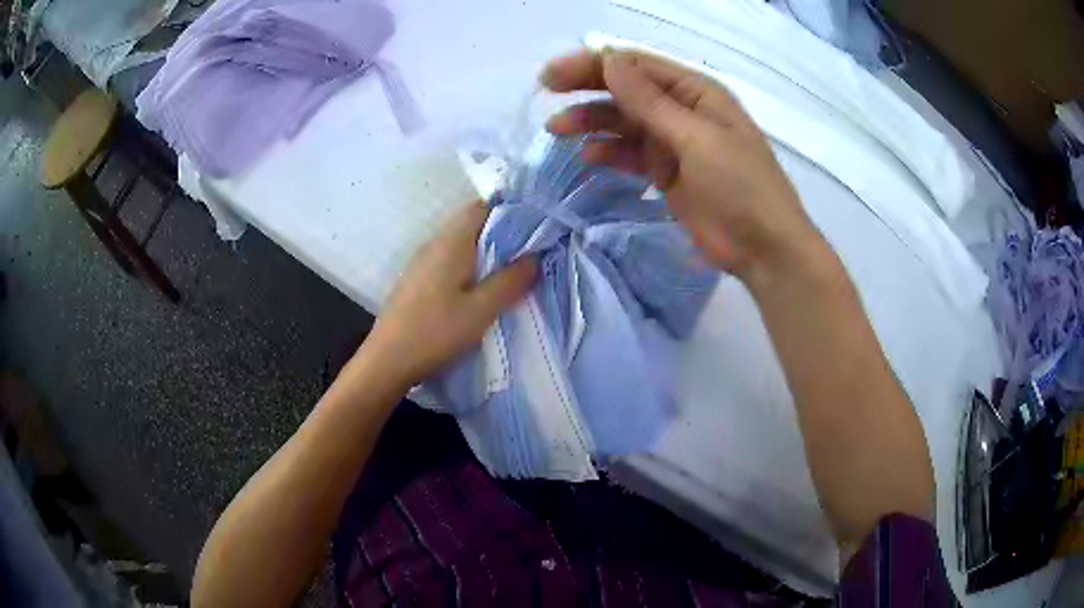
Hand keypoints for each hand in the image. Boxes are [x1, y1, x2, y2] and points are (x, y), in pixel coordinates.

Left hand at [362, 203, 536, 387]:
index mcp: (451, 243)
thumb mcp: (481, 311)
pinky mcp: (417, 281)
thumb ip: (510, 281)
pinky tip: (480, 289)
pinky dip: (470, 266)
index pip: (482, 207)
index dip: (510, 210)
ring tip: (512, 270)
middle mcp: (434, 244)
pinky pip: (449, 261)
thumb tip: (535, 257)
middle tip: (531, 251)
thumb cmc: (435, 333)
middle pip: (472, 224)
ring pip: (460, 244)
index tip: (536, 225)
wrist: (387, 361)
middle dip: (502, 233)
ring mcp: (421, 262)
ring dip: (486, 252)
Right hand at [542, 50, 826, 282]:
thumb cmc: (740, 187)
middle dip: (587, 88)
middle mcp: (683, 110)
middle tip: (547, 92)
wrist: (763, 248)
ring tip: (558, 130)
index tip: (555, 75)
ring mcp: (674, 143)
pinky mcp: (666, 173)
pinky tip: (587, 156)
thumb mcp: (696, 139)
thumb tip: (609, 61)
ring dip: (592, 122)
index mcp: (696, 92)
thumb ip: (650, 102)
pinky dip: (609, 153)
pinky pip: (631, 155)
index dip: (595, 65)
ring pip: (625, 123)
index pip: (639, 66)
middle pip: (628, 90)